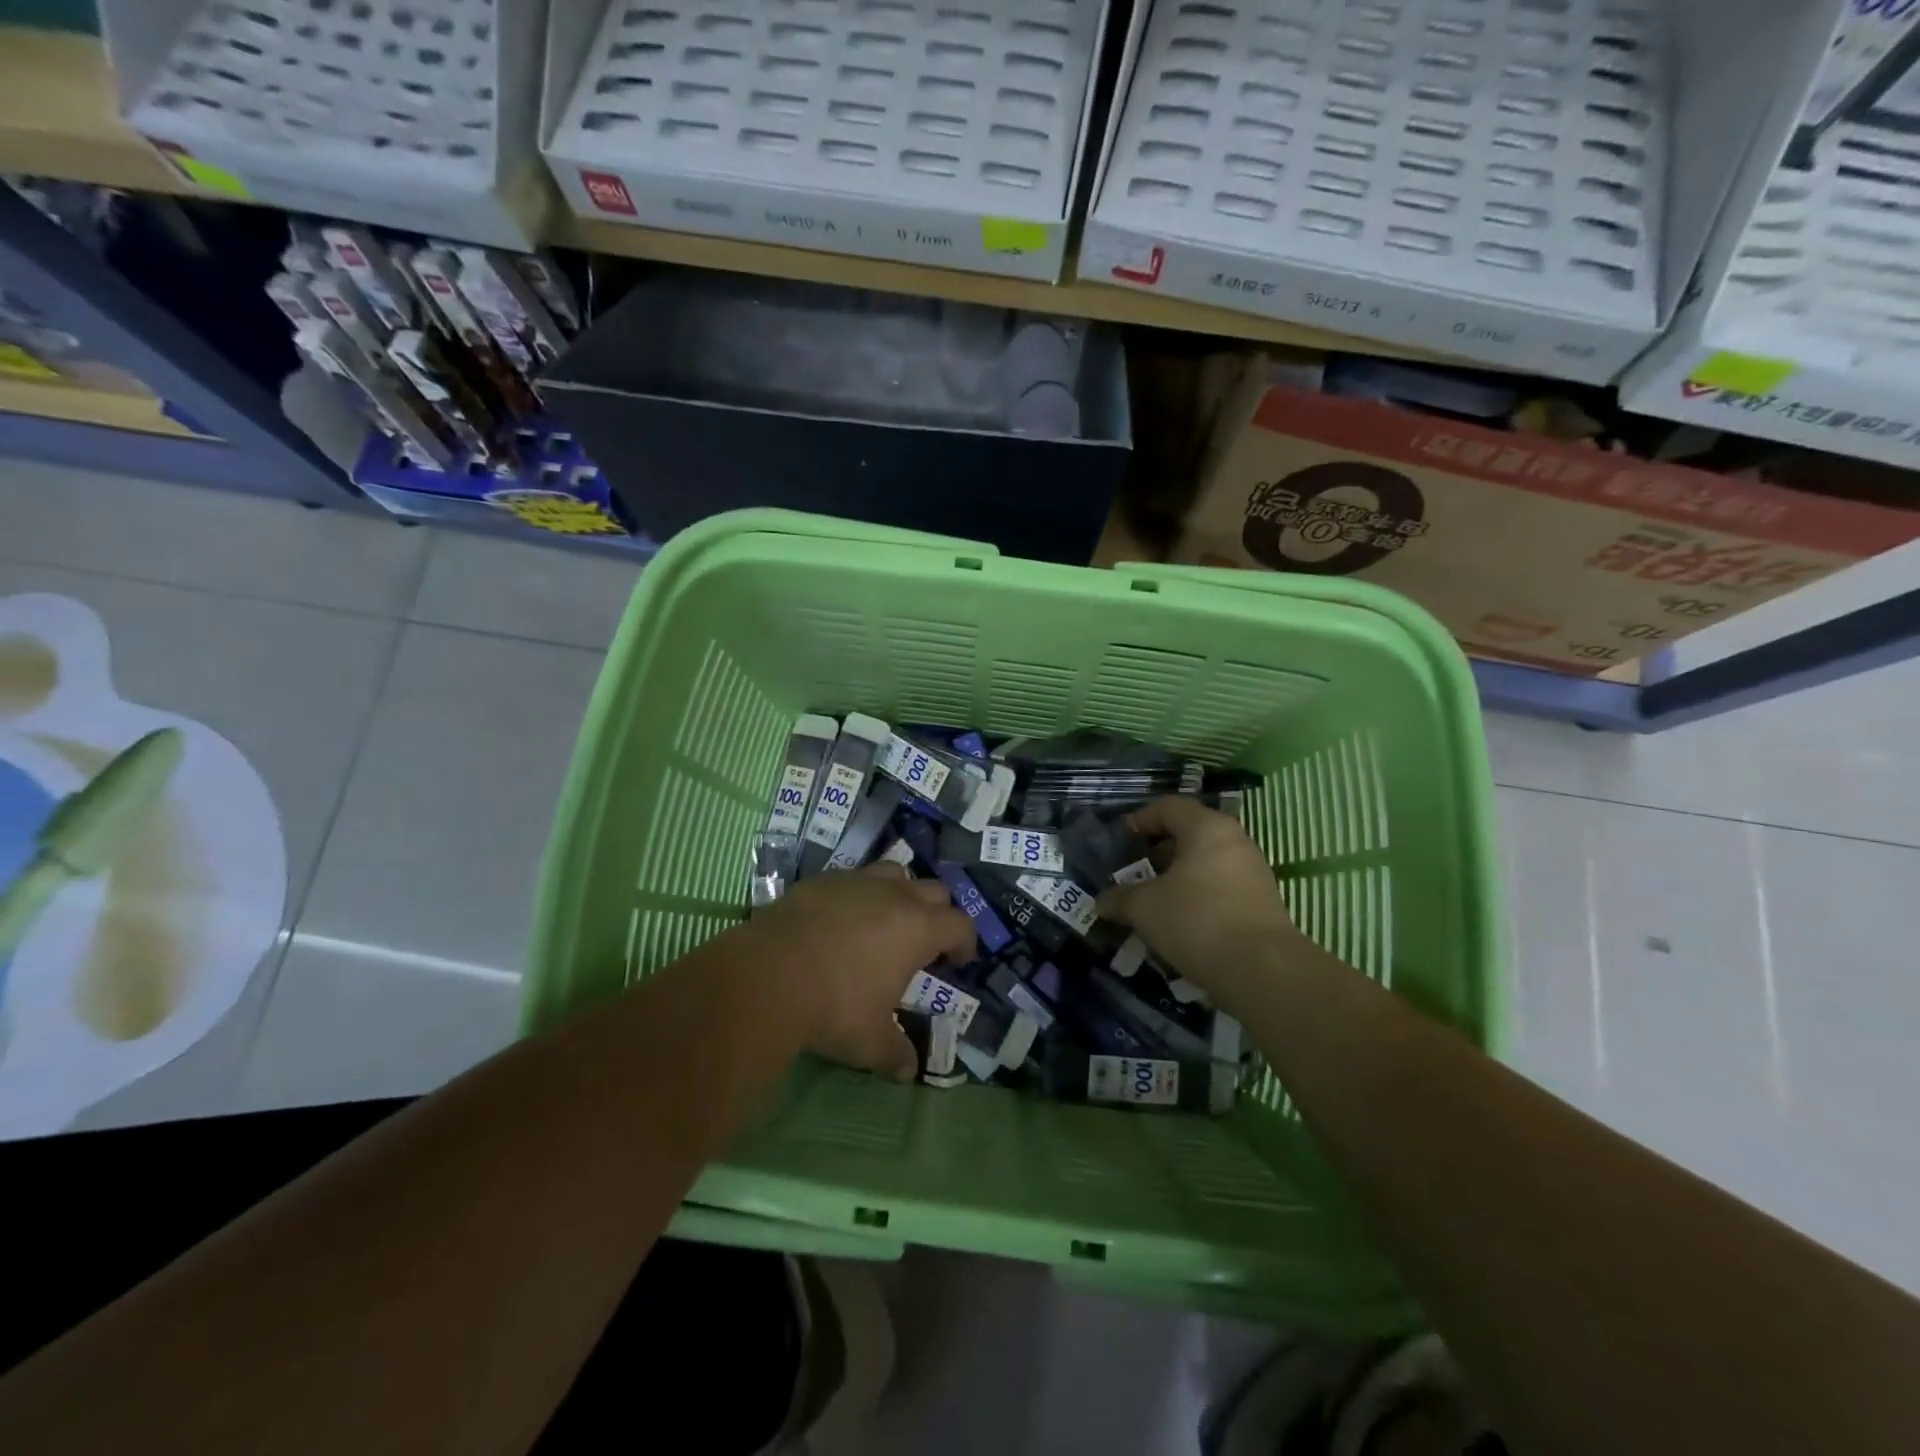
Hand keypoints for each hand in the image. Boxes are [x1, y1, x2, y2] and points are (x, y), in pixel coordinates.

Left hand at [747, 863, 974, 1081]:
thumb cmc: (834, 1006)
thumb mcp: (870, 1041)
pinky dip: (857, 895)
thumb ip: (895, 1053)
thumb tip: (908, 1071)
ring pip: (894, 872)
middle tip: (925, 942)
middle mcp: (894, 895)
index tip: (959, 961)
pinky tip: (841, 920)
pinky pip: (852, 878)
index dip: (966, 942)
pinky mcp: (821, 880)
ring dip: (900, 893)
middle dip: (938, 913)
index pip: (960, 925)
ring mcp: (856, 882)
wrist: (768, 975)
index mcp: (918, 928)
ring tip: (887, 920)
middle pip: (934, 890)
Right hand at [1098, 797, 1299, 998]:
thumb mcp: (1144, 907)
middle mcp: (1235, 841)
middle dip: (1156, 853)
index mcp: (1207, 828)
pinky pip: (1220, 889)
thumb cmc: (1197, 920)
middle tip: (1132, 874)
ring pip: (1204, 864)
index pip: (1168, 807)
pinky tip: (1178, 924)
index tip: (1119, 843)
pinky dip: (1196, 899)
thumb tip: (1103, 901)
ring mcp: (1253, 873)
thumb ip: (1120, 898)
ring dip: (1176, 879)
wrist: (1263, 971)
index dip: (1139, 820)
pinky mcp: (1262, 904)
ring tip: (1152, 903)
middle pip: (1189, 835)